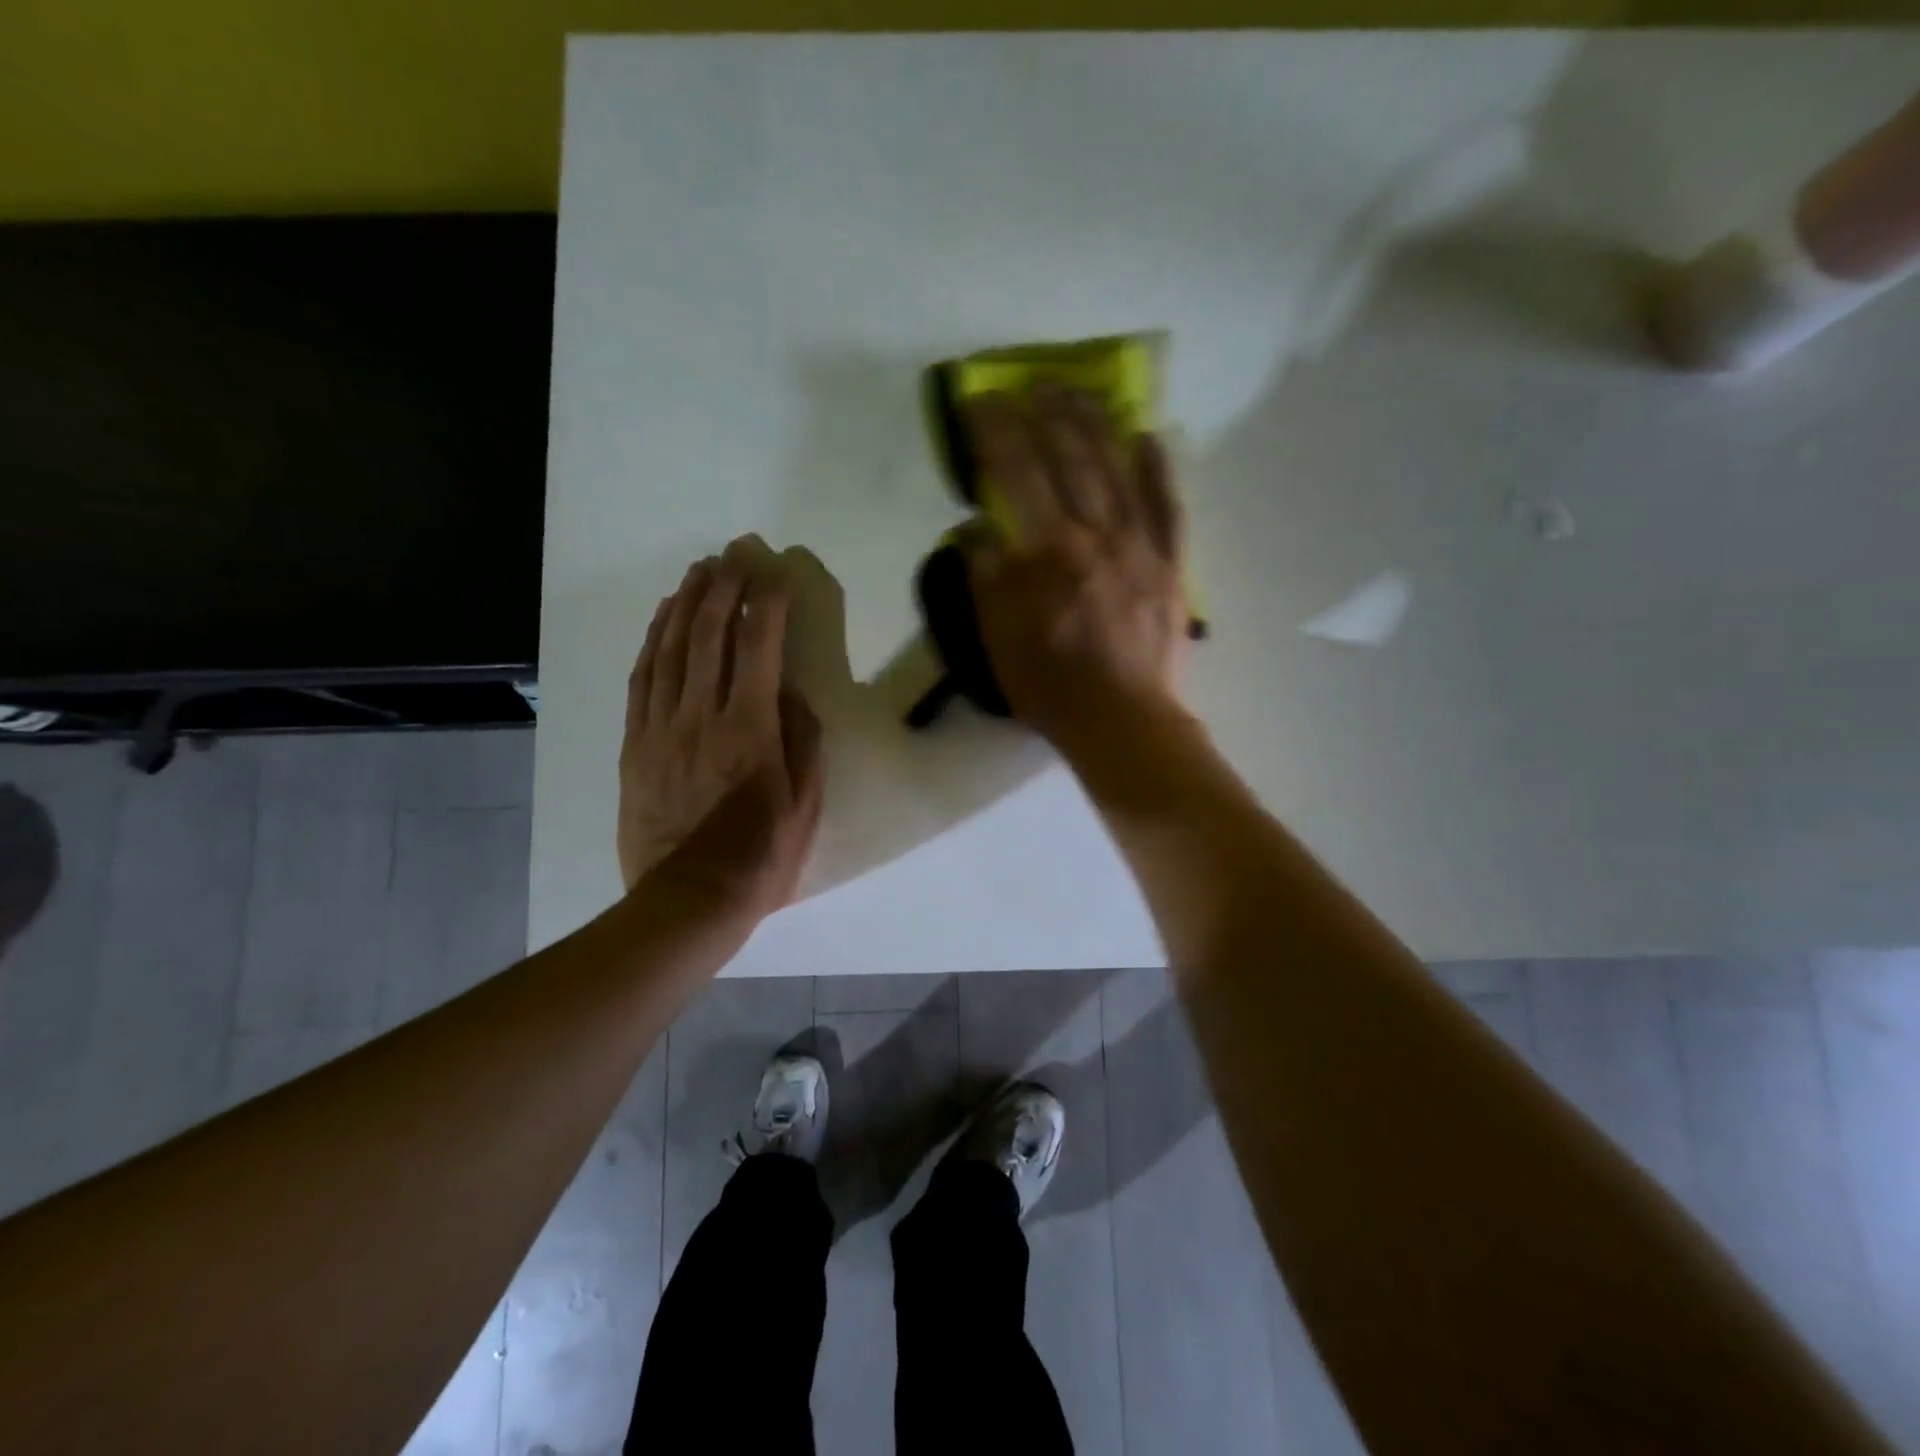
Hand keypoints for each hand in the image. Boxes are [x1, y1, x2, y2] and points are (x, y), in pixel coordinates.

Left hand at [619, 536, 823, 926]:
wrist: (690, 897)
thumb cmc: (760, 854)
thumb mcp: (805, 803)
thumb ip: (803, 740)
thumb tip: (794, 694)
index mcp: (749, 728)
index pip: (759, 648)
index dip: (768, 604)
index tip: (777, 574)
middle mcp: (701, 715)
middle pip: (709, 635)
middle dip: (724, 587)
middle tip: (735, 553)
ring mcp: (661, 727)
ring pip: (670, 649)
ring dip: (685, 603)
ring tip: (699, 571)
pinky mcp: (635, 744)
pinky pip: (642, 680)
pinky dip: (653, 642)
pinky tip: (662, 621)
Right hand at [959, 385, 1188, 747]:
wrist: (1123, 720)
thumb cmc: (1051, 684)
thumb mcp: (997, 636)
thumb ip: (986, 575)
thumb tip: (978, 528)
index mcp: (1048, 549)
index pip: (1016, 473)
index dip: (997, 432)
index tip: (981, 400)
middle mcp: (1096, 532)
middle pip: (1071, 459)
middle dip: (1048, 415)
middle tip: (1035, 382)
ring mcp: (1140, 544)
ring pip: (1119, 469)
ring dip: (1099, 425)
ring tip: (1083, 392)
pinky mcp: (1170, 564)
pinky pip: (1168, 506)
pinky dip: (1159, 468)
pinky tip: (1150, 436)